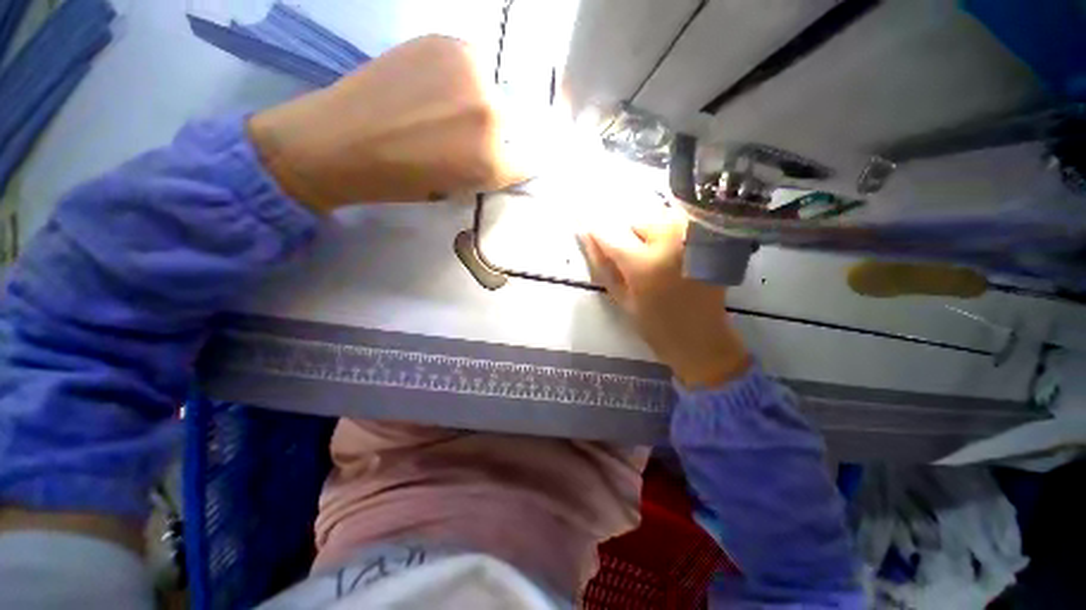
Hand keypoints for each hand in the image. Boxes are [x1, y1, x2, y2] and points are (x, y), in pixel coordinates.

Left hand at [247, 35, 530, 210]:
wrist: (341, 140)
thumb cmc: (401, 180)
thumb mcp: (457, 189)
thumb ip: (489, 170)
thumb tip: (507, 153)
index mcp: (492, 162)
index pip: (529, 160)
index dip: (516, 159)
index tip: (506, 157)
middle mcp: (491, 115)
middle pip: (514, 121)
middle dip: (498, 131)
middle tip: (467, 133)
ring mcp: (470, 73)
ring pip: (495, 88)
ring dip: (480, 99)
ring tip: (445, 107)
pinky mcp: (446, 42)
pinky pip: (471, 61)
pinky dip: (461, 75)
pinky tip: (434, 85)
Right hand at [580, 208, 750, 387]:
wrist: (702, 337)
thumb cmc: (656, 325)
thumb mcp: (621, 298)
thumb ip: (602, 264)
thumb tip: (586, 235)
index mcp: (644, 263)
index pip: (609, 232)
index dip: (595, 229)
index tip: (584, 225)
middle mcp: (669, 239)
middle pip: (634, 221)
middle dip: (626, 236)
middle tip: (631, 261)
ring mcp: (691, 234)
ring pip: (655, 218)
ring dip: (646, 234)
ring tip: (652, 259)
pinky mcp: (705, 236)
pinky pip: (675, 223)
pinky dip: (665, 233)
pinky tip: (670, 255)